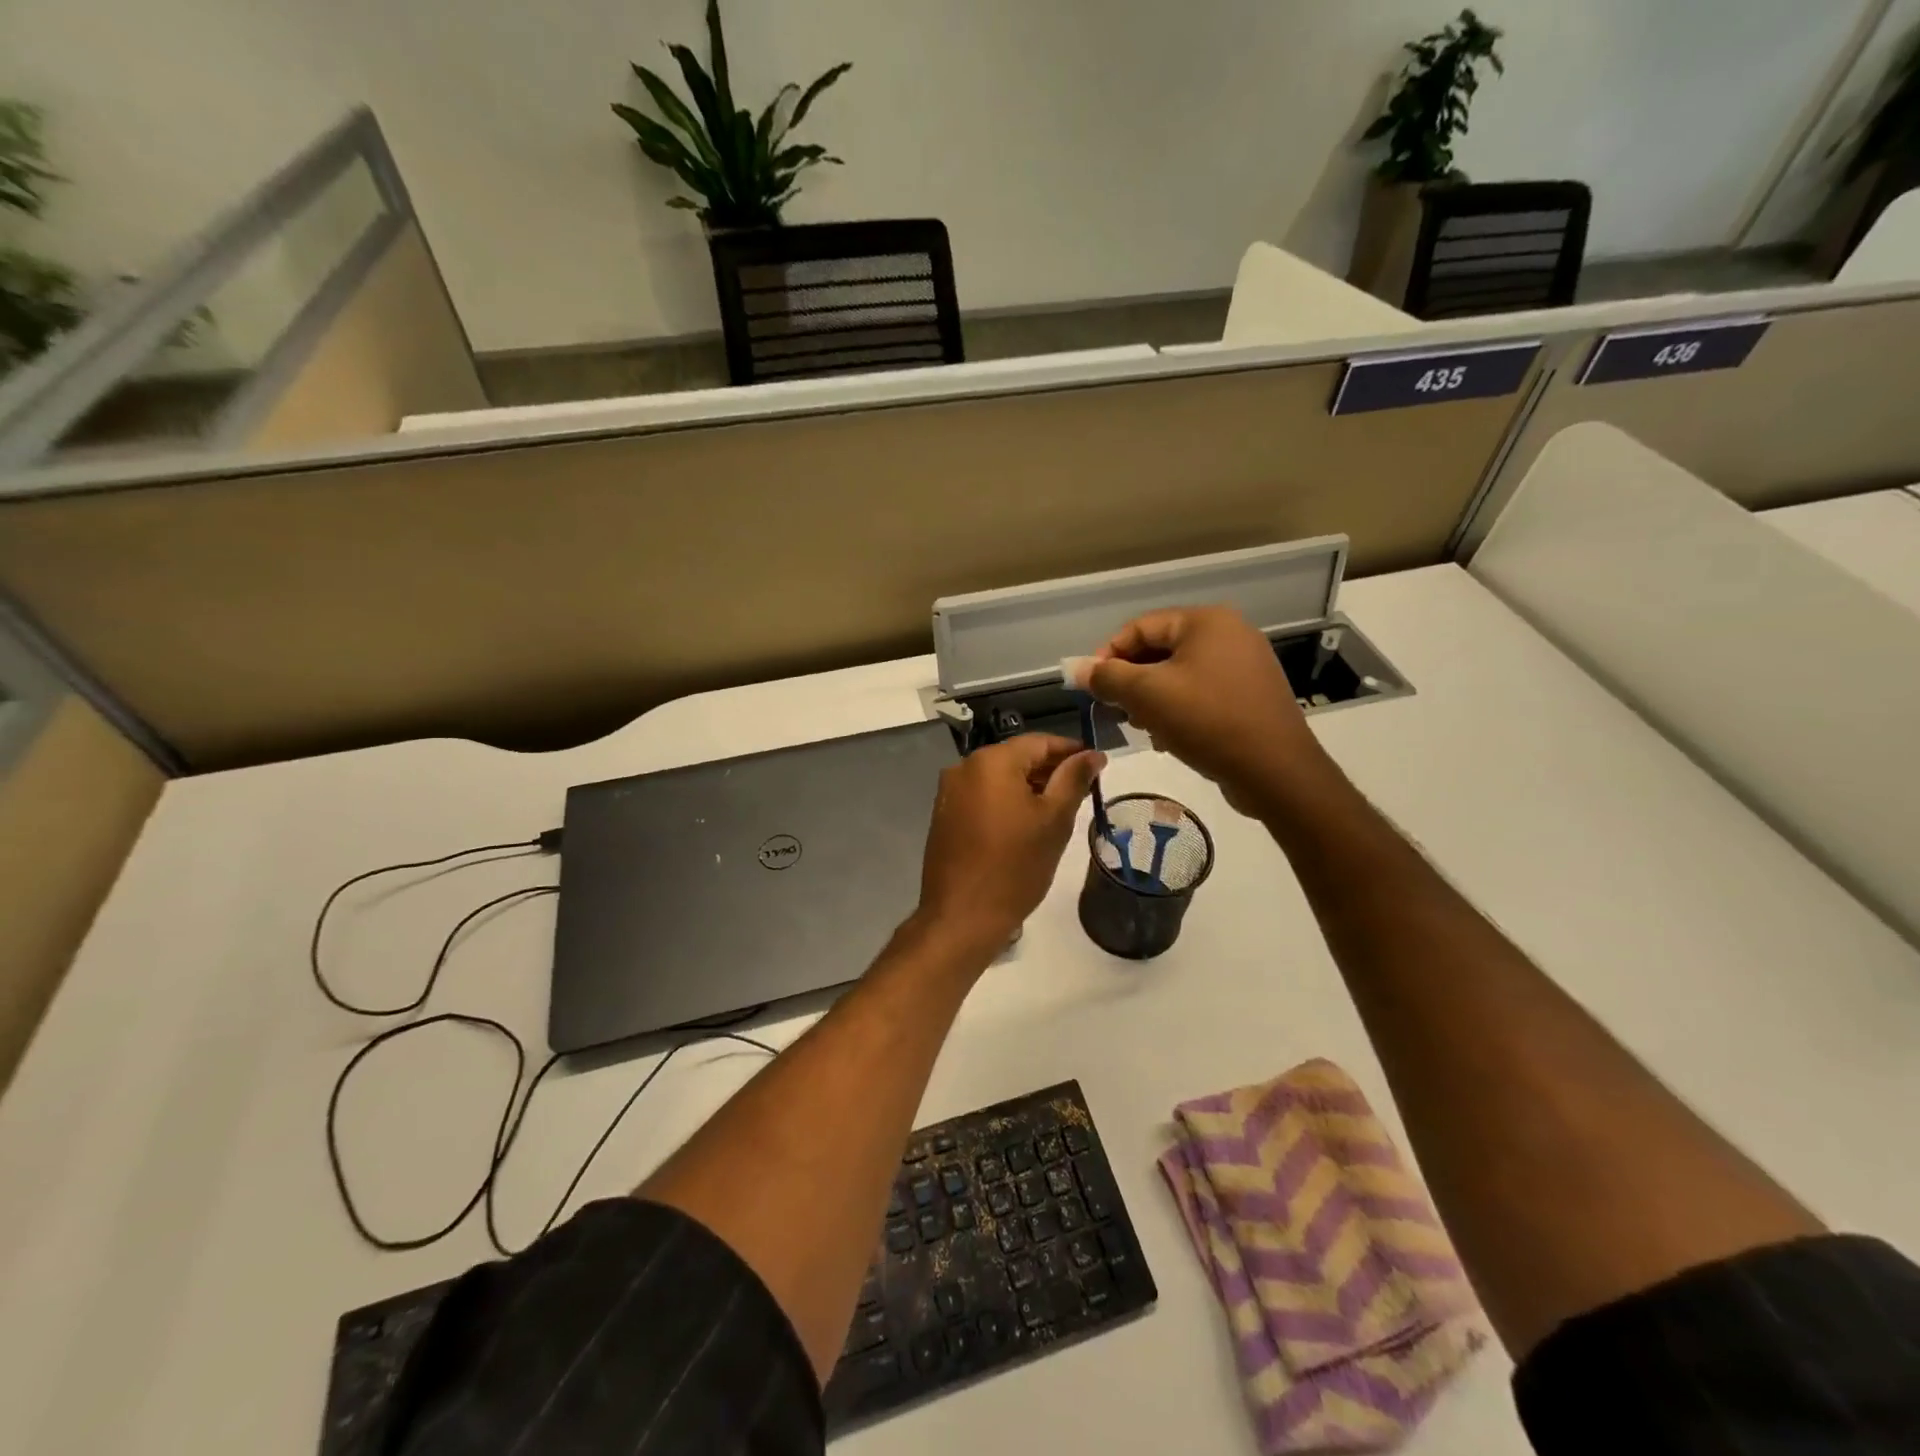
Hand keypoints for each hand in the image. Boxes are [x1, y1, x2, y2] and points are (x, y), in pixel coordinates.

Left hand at [914, 735, 1105, 954]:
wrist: (962, 917)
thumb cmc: (1015, 867)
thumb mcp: (1054, 820)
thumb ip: (1074, 779)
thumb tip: (1093, 754)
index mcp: (991, 761)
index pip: (1039, 742)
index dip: (1071, 751)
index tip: (1096, 766)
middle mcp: (964, 767)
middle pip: (1017, 758)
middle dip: (1050, 770)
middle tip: (1081, 792)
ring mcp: (949, 792)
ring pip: (999, 778)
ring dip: (1028, 788)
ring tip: (1057, 811)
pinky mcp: (944, 816)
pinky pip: (982, 797)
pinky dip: (1006, 802)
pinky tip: (1024, 825)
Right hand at [1087, 606, 1332, 818]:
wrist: (1276, 771)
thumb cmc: (1207, 721)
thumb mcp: (1147, 696)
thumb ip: (1108, 677)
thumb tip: (1077, 669)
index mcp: (1205, 621)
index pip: (1140, 627)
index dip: (1108, 655)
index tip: (1091, 688)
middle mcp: (1229, 634)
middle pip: (1160, 650)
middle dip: (1131, 681)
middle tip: (1115, 711)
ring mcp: (1244, 665)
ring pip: (1179, 675)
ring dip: (1152, 699)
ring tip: (1141, 727)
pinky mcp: (1251, 695)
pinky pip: (1201, 693)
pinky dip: (1178, 709)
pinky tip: (1168, 738)